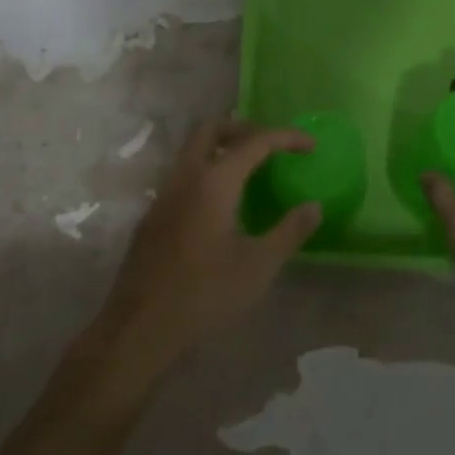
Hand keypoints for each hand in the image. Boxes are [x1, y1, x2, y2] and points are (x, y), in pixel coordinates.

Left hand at [93, 118, 321, 379]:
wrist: (140, 326)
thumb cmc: (204, 293)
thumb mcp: (258, 266)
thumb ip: (289, 231)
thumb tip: (314, 207)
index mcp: (214, 181)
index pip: (255, 142)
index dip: (286, 138)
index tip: (311, 145)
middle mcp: (185, 176)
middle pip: (212, 128)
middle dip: (245, 128)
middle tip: (271, 146)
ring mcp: (164, 194)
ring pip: (193, 149)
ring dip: (223, 147)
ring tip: (251, 170)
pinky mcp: (154, 214)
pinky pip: (184, 174)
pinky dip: (208, 170)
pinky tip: (223, 204)